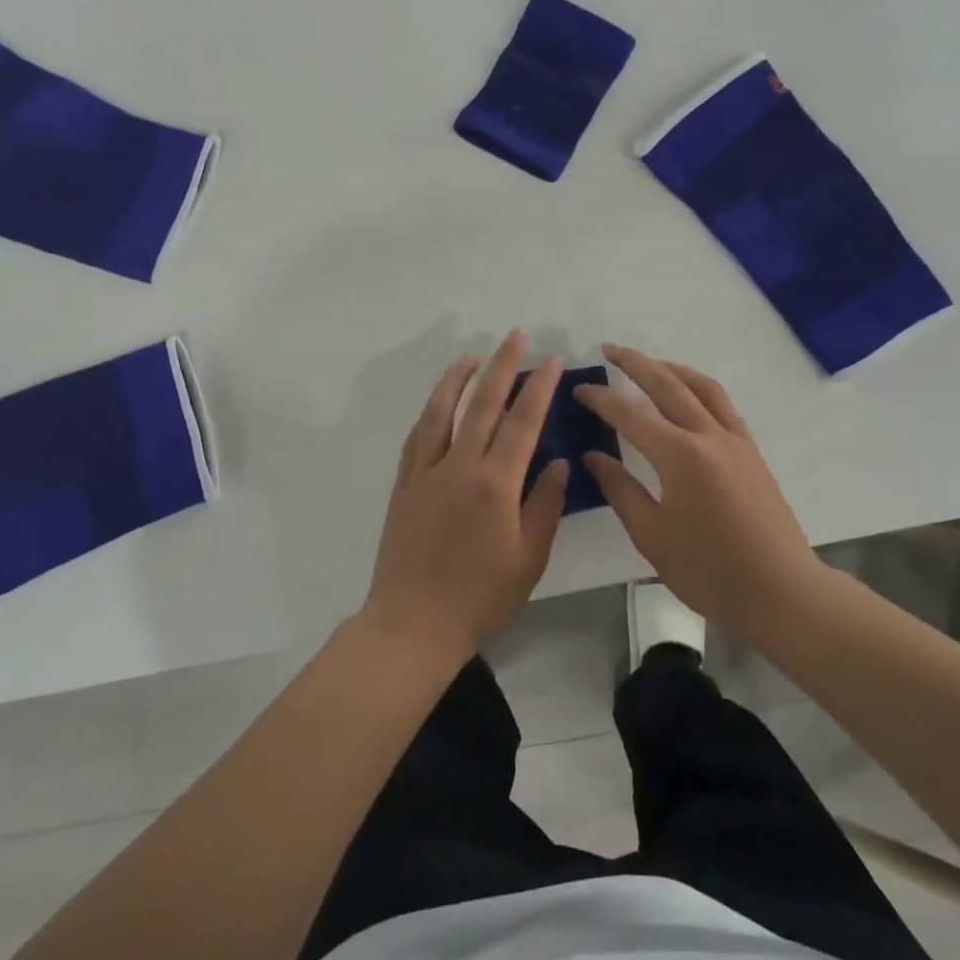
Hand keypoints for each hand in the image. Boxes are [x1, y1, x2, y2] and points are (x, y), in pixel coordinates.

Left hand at [363, 332, 568, 662]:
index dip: (538, 387)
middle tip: (516, 337)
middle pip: (483, 403)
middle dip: (502, 366)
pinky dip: (430, 411)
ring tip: (473, 357)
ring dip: (458, 378)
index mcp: (495, 483)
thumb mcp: (529, 557)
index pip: (522, 421)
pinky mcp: (404, 484)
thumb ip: (545, 504)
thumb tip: (555, 460)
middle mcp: (459, 465)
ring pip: (442, 411)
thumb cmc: (480, 597)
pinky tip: (438, 402)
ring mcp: (426, 471)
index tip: (550, 361)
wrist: (414, 622)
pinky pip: (418, 435)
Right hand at [576, 345, 821, 644]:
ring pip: (701, 387)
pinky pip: (723, 404)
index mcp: (679, 456)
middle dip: (635, 363)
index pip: (630, 414)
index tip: (579, 389)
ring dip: (671, 368)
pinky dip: (700, 388)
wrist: (782, 592)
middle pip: (667, 385)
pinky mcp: (751, 452)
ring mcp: (735, 440)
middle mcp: (708, 436)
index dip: (601, 399)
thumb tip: (593, 456)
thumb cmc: (709, 571)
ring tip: (650, 363)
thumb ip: (620, 489)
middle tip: (609, 349)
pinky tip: (690, 396)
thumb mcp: (651, 536)